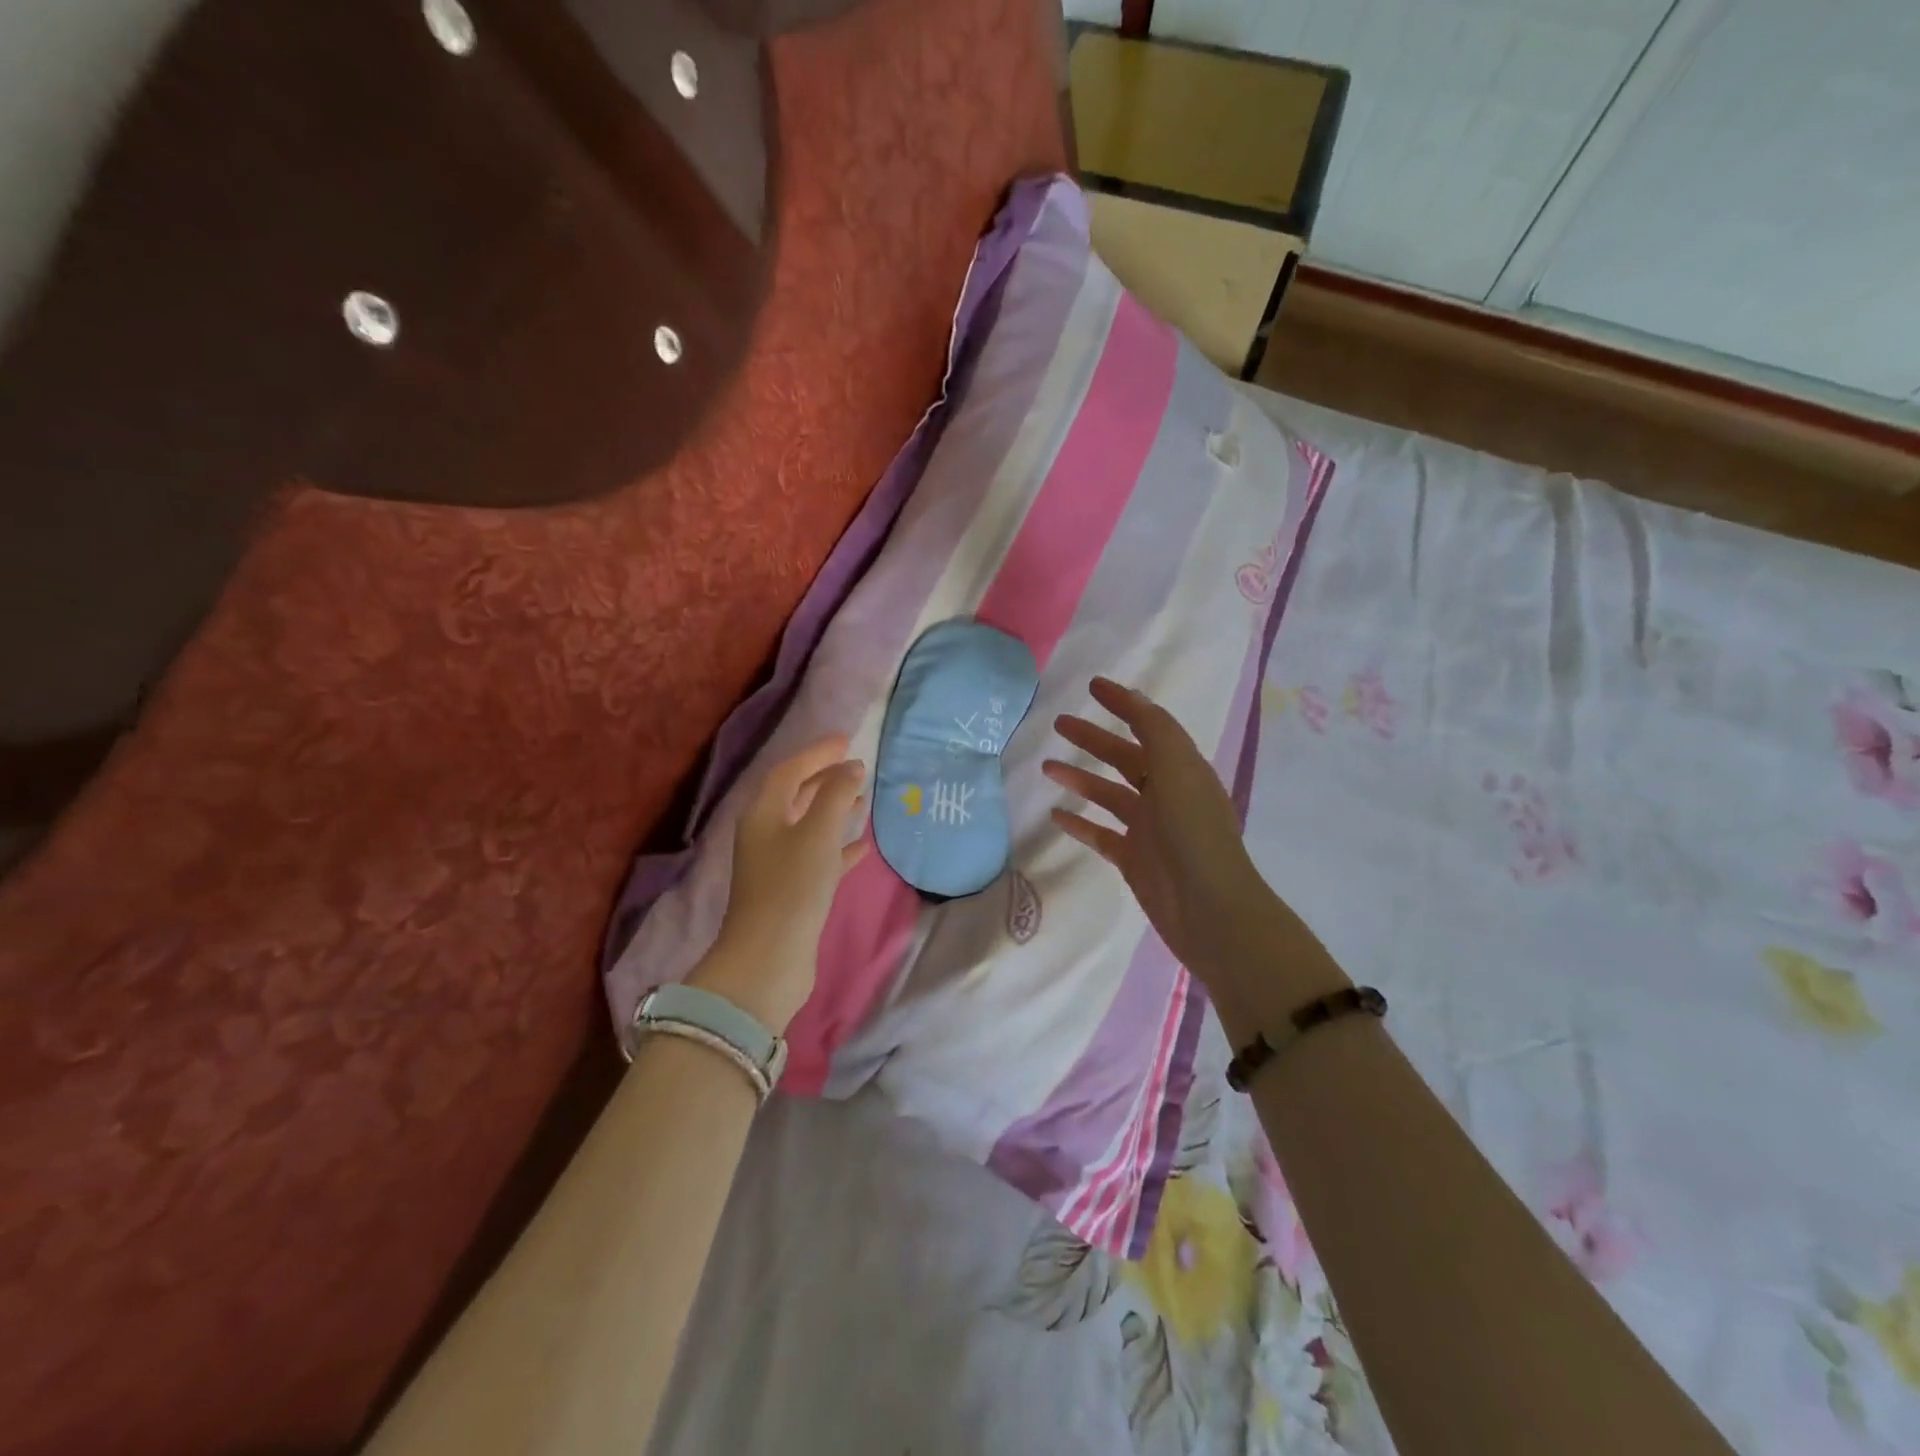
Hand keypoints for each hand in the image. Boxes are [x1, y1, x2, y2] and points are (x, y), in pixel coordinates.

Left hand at [693, 735, 868, 1032]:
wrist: (769, 958)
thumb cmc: (792, 886)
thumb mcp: (817, 833)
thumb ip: (836, 795)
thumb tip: (853, 768)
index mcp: (763, 814)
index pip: (789, 770)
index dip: (817, 753)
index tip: (847, 740)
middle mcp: (765, 834)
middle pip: (796, 795)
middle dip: (825, 778)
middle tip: (857, 766)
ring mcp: (777, 864)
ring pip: (808, 826)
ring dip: (834, 810)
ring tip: (863, 799)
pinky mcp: (792, 891)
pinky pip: (818, 857)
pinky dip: (839, 846)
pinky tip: (862, 845)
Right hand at [1043, 679, 1339, 1024]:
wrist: (1209, 909)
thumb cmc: (1193, 832)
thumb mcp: (1177, 768)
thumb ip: (1154, 729)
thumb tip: (1132, 695)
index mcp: (1181, 768)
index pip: (1149, 725)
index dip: (1123, 704)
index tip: (1092, 686)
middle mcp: (1166, 793)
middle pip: (1124, 757)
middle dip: (1093, 739)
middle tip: (1059, 723)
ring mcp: (1149, 828)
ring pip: (1108, 794)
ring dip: (1080, 778)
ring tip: (1047, 767)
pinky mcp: (1133, 859)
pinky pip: (1101, 833)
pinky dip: (1080, 822)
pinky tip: (1056, 814)